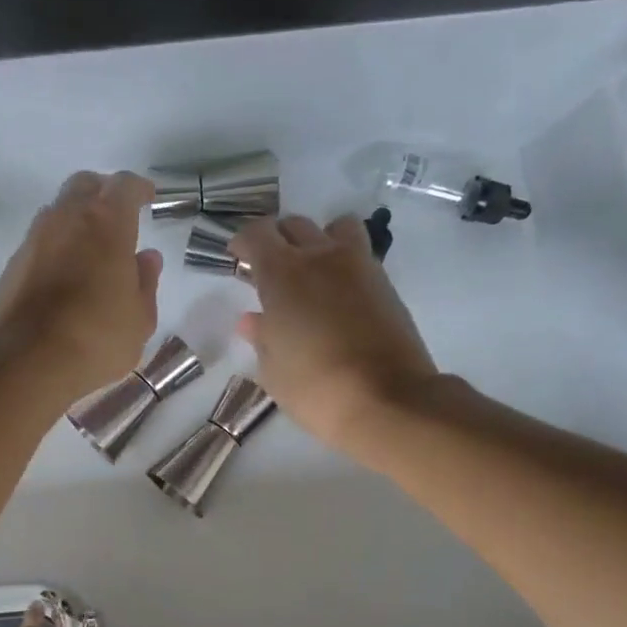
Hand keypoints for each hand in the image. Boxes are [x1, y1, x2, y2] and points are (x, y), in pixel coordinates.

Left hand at [0, 170, 164, 403]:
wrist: (27, 360)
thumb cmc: (97, 337)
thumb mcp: (139, 319)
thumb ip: (145, 283)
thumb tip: (146, 259)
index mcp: (106, 223)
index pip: (124, 186)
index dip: (138, 189)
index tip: (147, 197)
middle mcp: (67, 218)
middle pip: (85, 185)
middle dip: (103, 193)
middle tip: (117, 215)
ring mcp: (34, 239)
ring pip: (58, 211)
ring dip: (77, 220)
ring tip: (91, 249)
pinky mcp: (13, 264)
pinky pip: (41, 242)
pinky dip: (57, 247)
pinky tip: (65, 275)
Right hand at [231, 214, 437, 456]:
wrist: (388, 401)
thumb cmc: (316, 388)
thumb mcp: (273, 370)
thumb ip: (262, 338)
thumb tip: (253, 320)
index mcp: (283, 274)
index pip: (257, 234)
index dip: (243, 243)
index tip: (238, 259)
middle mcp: (321, 258)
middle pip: (295, 225)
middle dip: (278, 240)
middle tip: (270, 271)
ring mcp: (359, 267)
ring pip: (335, 228)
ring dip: (318, 240)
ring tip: (311, 272)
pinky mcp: (386, 284)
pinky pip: (360, 255)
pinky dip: (343, 263)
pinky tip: (336, 296)